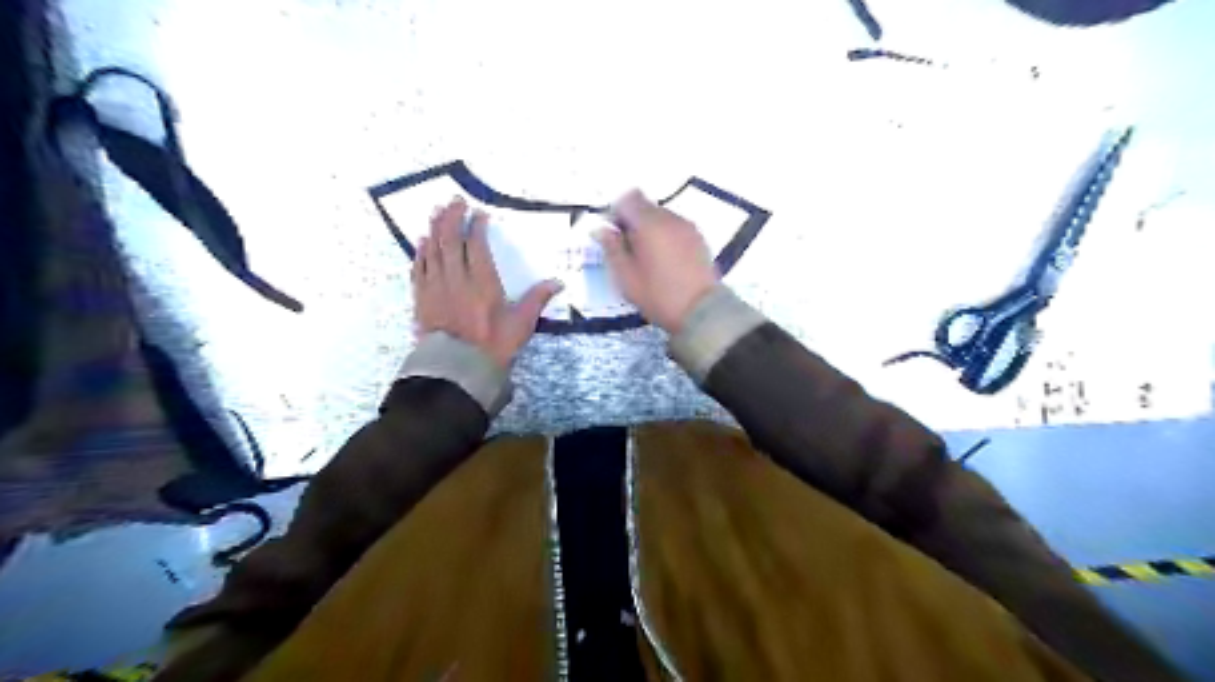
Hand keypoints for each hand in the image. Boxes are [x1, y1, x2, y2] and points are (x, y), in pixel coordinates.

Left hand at [413, 196, 563, 368]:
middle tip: (454, 201)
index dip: (477, 226)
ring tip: (436, 212)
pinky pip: (419, 268)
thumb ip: (537, 300)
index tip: (479, 214)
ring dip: (434, 228)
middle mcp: (456, 278)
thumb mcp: (521, 325)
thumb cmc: (493, 346)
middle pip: (451, 240)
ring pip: (433, 250)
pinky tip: (421, 242)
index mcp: (482, 282)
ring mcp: (436, 287)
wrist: (457, 369)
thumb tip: (558, 282)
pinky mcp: (422, 298)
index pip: (476, 245)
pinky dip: (420, 252)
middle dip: (452, 217)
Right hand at [593, 190, 712, 332]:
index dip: (616, 213)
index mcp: (649, 224)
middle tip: (628, 250)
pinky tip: (666, 261)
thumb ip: (611, 248)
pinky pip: (676, 228)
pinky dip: (667, 237)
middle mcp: (670, 218)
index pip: (628, 199)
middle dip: (633, 222)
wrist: (701, 312)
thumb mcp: (626, 277)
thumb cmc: (658, 296)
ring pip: (662, 216)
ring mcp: (688, 227)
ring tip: (648, 258)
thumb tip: (601, 229)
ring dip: (651, 230)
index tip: (614, 236)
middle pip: (646, 206)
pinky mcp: (700, 239)